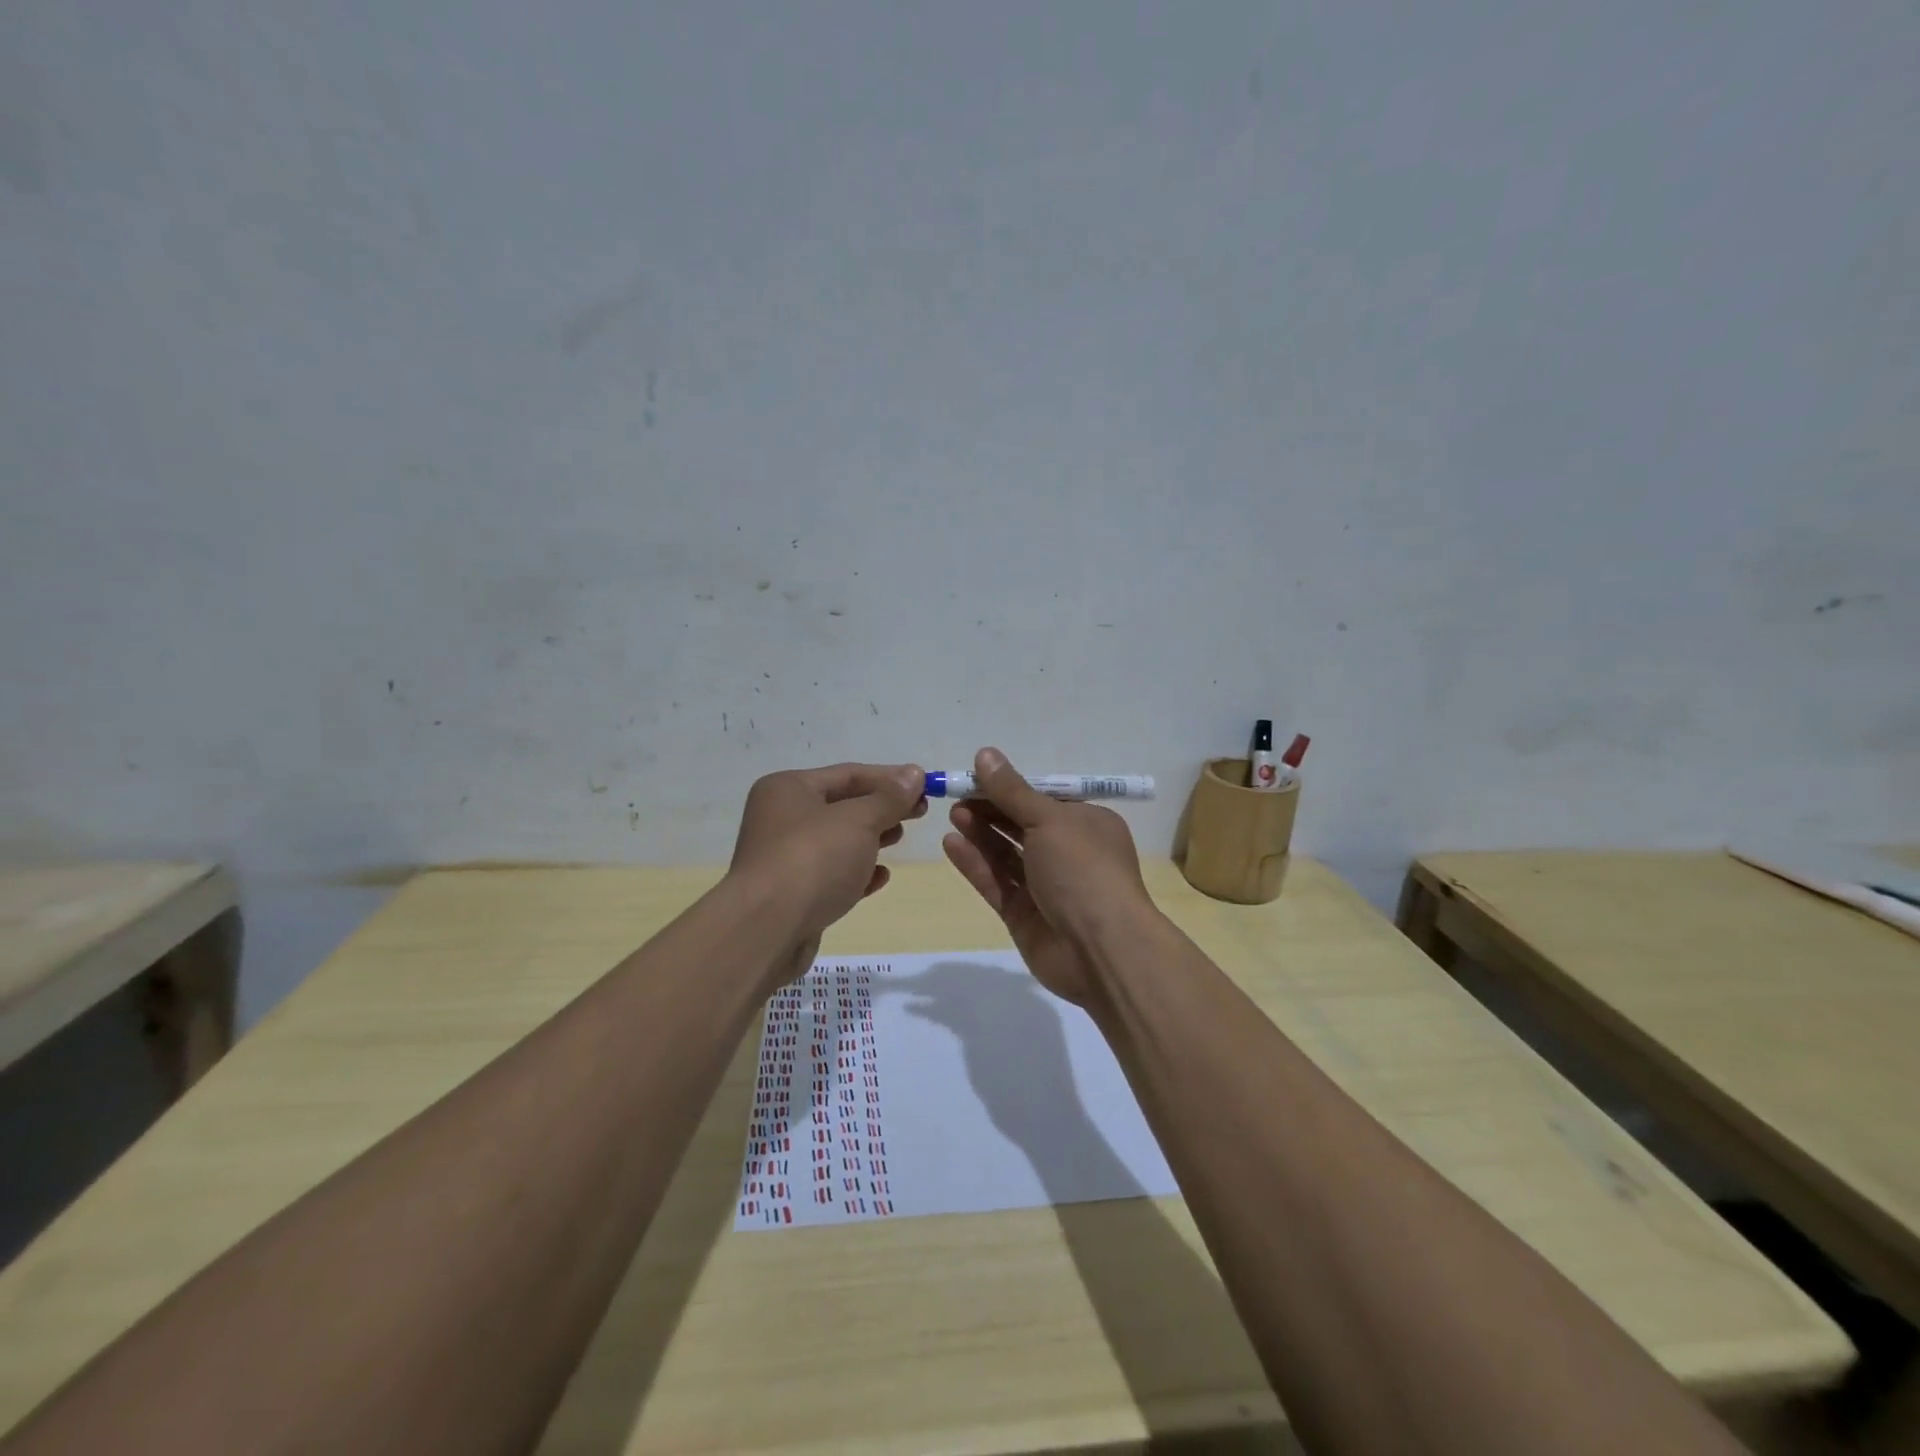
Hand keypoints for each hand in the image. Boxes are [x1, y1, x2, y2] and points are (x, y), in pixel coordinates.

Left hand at [729, 763, 926, 983]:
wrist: (766, 930)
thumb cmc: (813, 860)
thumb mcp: (858, 821)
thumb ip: (889, 798)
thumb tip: (914, 774)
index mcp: (788, 789)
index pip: (848, 774)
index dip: (890, 778)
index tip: (926, 785)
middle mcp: (781, 818)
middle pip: (842, 805)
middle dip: (882, 807)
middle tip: (920, 812)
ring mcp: (784, 858)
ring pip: (838, 840)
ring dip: (872, 838)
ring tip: (900, 838)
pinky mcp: (792, 894)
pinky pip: (831, 874)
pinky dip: (857, 872)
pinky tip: (880, 877)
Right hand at [940, 747, 1153, 1005]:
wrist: (1100, 949)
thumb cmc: (1083, 869)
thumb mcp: (1049, 820)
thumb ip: (1012, 791)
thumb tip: (985, 754)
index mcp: (1087, 824)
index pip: (1044, 799)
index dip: (1011, 787)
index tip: (976, 776)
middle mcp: (1069, 853)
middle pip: (1023, 826)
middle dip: (991, 810)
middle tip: (957, 796)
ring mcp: (1047, 887)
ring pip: (1007, 855)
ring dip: (981, 834)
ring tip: (953, 815)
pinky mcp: (1025, 915)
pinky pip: (997, 883)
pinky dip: (976, 864)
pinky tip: (951, 844)